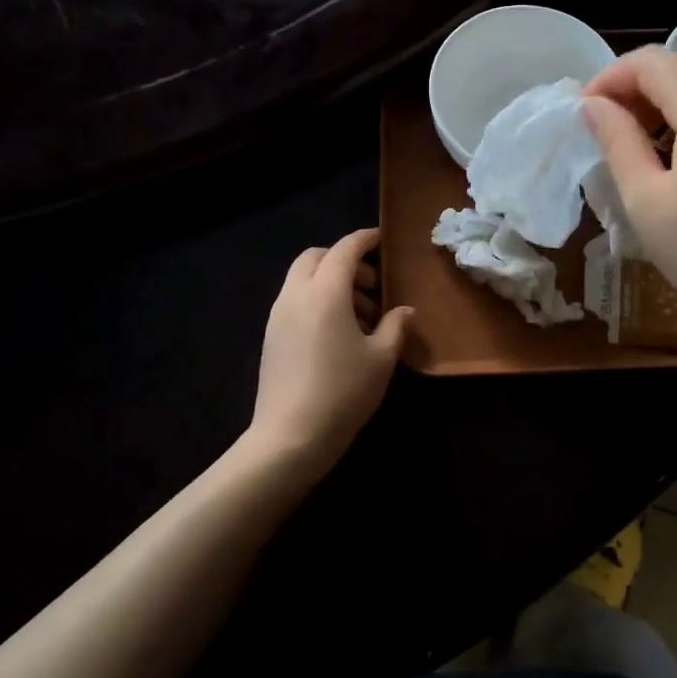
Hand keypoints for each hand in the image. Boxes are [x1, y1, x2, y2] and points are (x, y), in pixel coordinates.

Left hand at [248, 228, 413, 475]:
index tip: (382, 240)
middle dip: (344, 261)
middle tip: (371, 286)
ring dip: (331, 284)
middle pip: (316, 258)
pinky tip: (338, 335)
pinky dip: (317, 302)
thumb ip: (395, 326)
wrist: (289, 437)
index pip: (345, 249)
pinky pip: (295, 302)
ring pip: (303, 280)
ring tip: (361, 318)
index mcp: (325, 292)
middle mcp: (296, 295)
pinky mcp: (271, 337)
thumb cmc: (343, 391)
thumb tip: (405, 310)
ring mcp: (278, 316)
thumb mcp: (382, 358)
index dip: (365, 240)